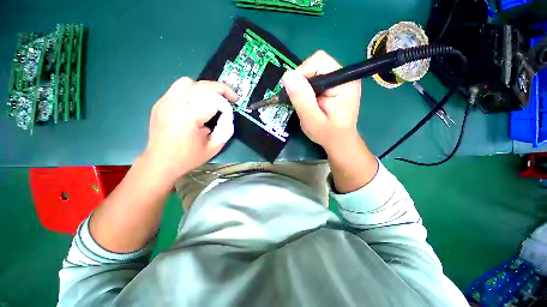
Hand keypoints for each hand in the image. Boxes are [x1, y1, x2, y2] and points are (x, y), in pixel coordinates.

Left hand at [143, 77, 237, 181]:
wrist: (160, 162)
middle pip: (203, 86)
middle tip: (232, 97)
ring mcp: (165, 101)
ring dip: (206, 88)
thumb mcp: (214, 147)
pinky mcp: (161, 102)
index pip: (214, 101)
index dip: (226, 107)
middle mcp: (175, 104)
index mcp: (187, 117)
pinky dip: (193, 90)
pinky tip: (198, 101)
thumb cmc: (188, 158)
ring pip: (190, 82)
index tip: (229, 117)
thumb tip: (227, 116)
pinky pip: (180, 87)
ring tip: (214, 98)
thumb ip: (225, 129)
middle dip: (222, 89)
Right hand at [283, 50, 361, 153]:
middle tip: (299, 100)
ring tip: (303, 103)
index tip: (294, 93)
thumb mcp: (312, 120)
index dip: (302, 73)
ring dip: (303, 86)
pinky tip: (307, 101)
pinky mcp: (333, 86)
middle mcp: (344, 76)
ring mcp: (339, 80)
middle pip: (316, 64)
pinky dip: (306, 89)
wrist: (339, 142)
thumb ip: (302, 99)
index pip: (319, 61)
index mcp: (344, 82)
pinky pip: (315, 79)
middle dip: (302, 81)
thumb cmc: (328, 134)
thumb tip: (287, 76)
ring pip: (313, 71)